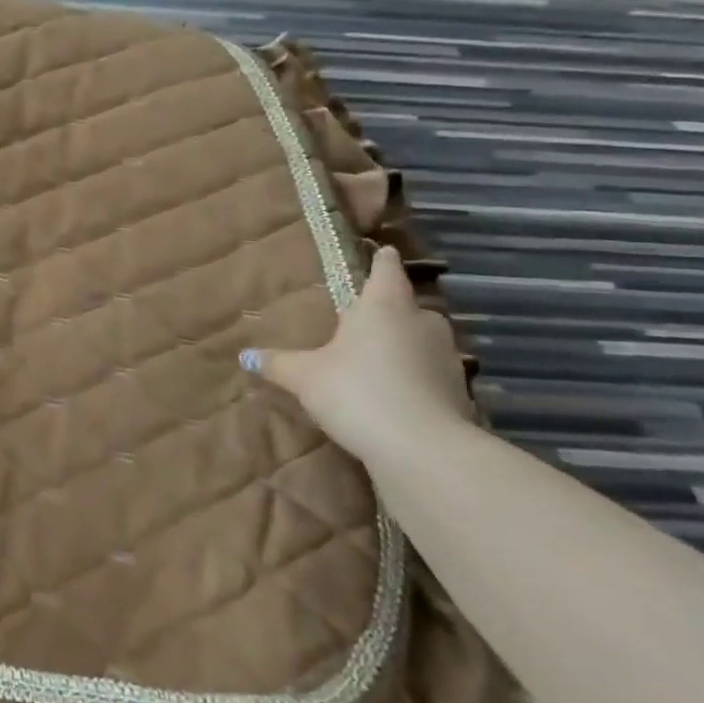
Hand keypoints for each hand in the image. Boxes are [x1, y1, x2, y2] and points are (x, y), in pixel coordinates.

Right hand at [240, 246, 474, 460]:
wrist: (423, 450)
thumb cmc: (357, 392)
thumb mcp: (305, 377)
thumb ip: (278, 363)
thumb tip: (245, 356)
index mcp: (383, 306)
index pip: (387, 270)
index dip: (383, 260)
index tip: (384, 252)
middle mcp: (421, 323)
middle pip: (408, 306)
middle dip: (391, 310)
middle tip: (365, 318)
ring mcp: (446, 358)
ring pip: (423, 340)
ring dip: (406, 346)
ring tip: (378, 358)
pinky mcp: (459, 393)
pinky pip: (432, 374)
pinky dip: (417, 378)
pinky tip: (397, 395)